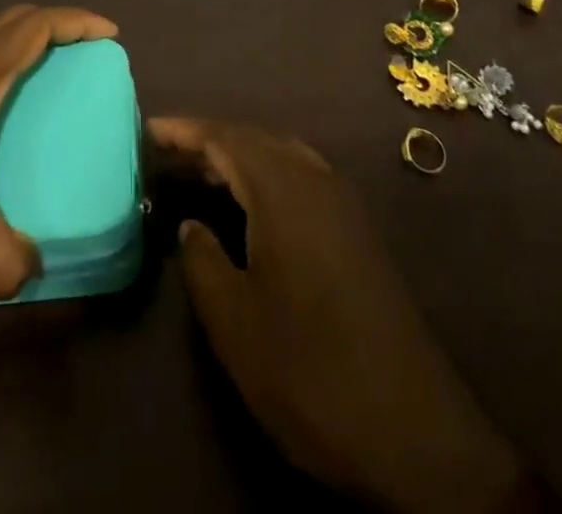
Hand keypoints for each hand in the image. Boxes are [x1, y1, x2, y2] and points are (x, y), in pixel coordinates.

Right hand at [149, 118, 526, 513]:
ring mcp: (342, 203)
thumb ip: (203, 262)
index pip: (225, 136)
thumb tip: (191, 225)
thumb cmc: (311, 371)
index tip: (145, 129)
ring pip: (279, 155)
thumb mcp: (235, 323)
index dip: (183, 130)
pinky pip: (299, 178)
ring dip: (237, 156)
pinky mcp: (356, 230)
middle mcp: (316, 179)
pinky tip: (248, 205)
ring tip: (198, 172)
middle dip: (208, 140)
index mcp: (284, 189)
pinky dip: (264, 177)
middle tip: (164, 153)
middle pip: (253, 138)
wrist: (416, 432)